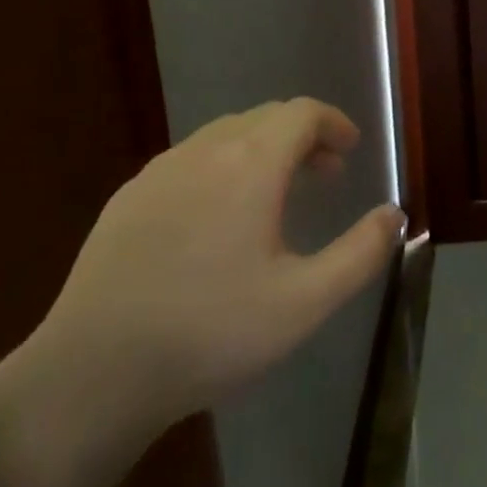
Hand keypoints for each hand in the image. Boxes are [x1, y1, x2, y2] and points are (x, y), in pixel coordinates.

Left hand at [0, 99, 403, 486]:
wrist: (92, 374)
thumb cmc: (210, 333)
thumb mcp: (304, 303)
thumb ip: (361, 254)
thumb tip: (394, 214)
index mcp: (251, 164)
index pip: (302, 113)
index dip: (333, 122)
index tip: (351, 149)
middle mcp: (205, 151)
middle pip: (265, 117)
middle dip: (303, 136)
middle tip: (325, 173)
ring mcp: (160, 170)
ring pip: (225, 135)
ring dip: (263, 149)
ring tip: (277, 193)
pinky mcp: (128, 196)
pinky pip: (190, 160)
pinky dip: (222, 166)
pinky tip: (218, 217)